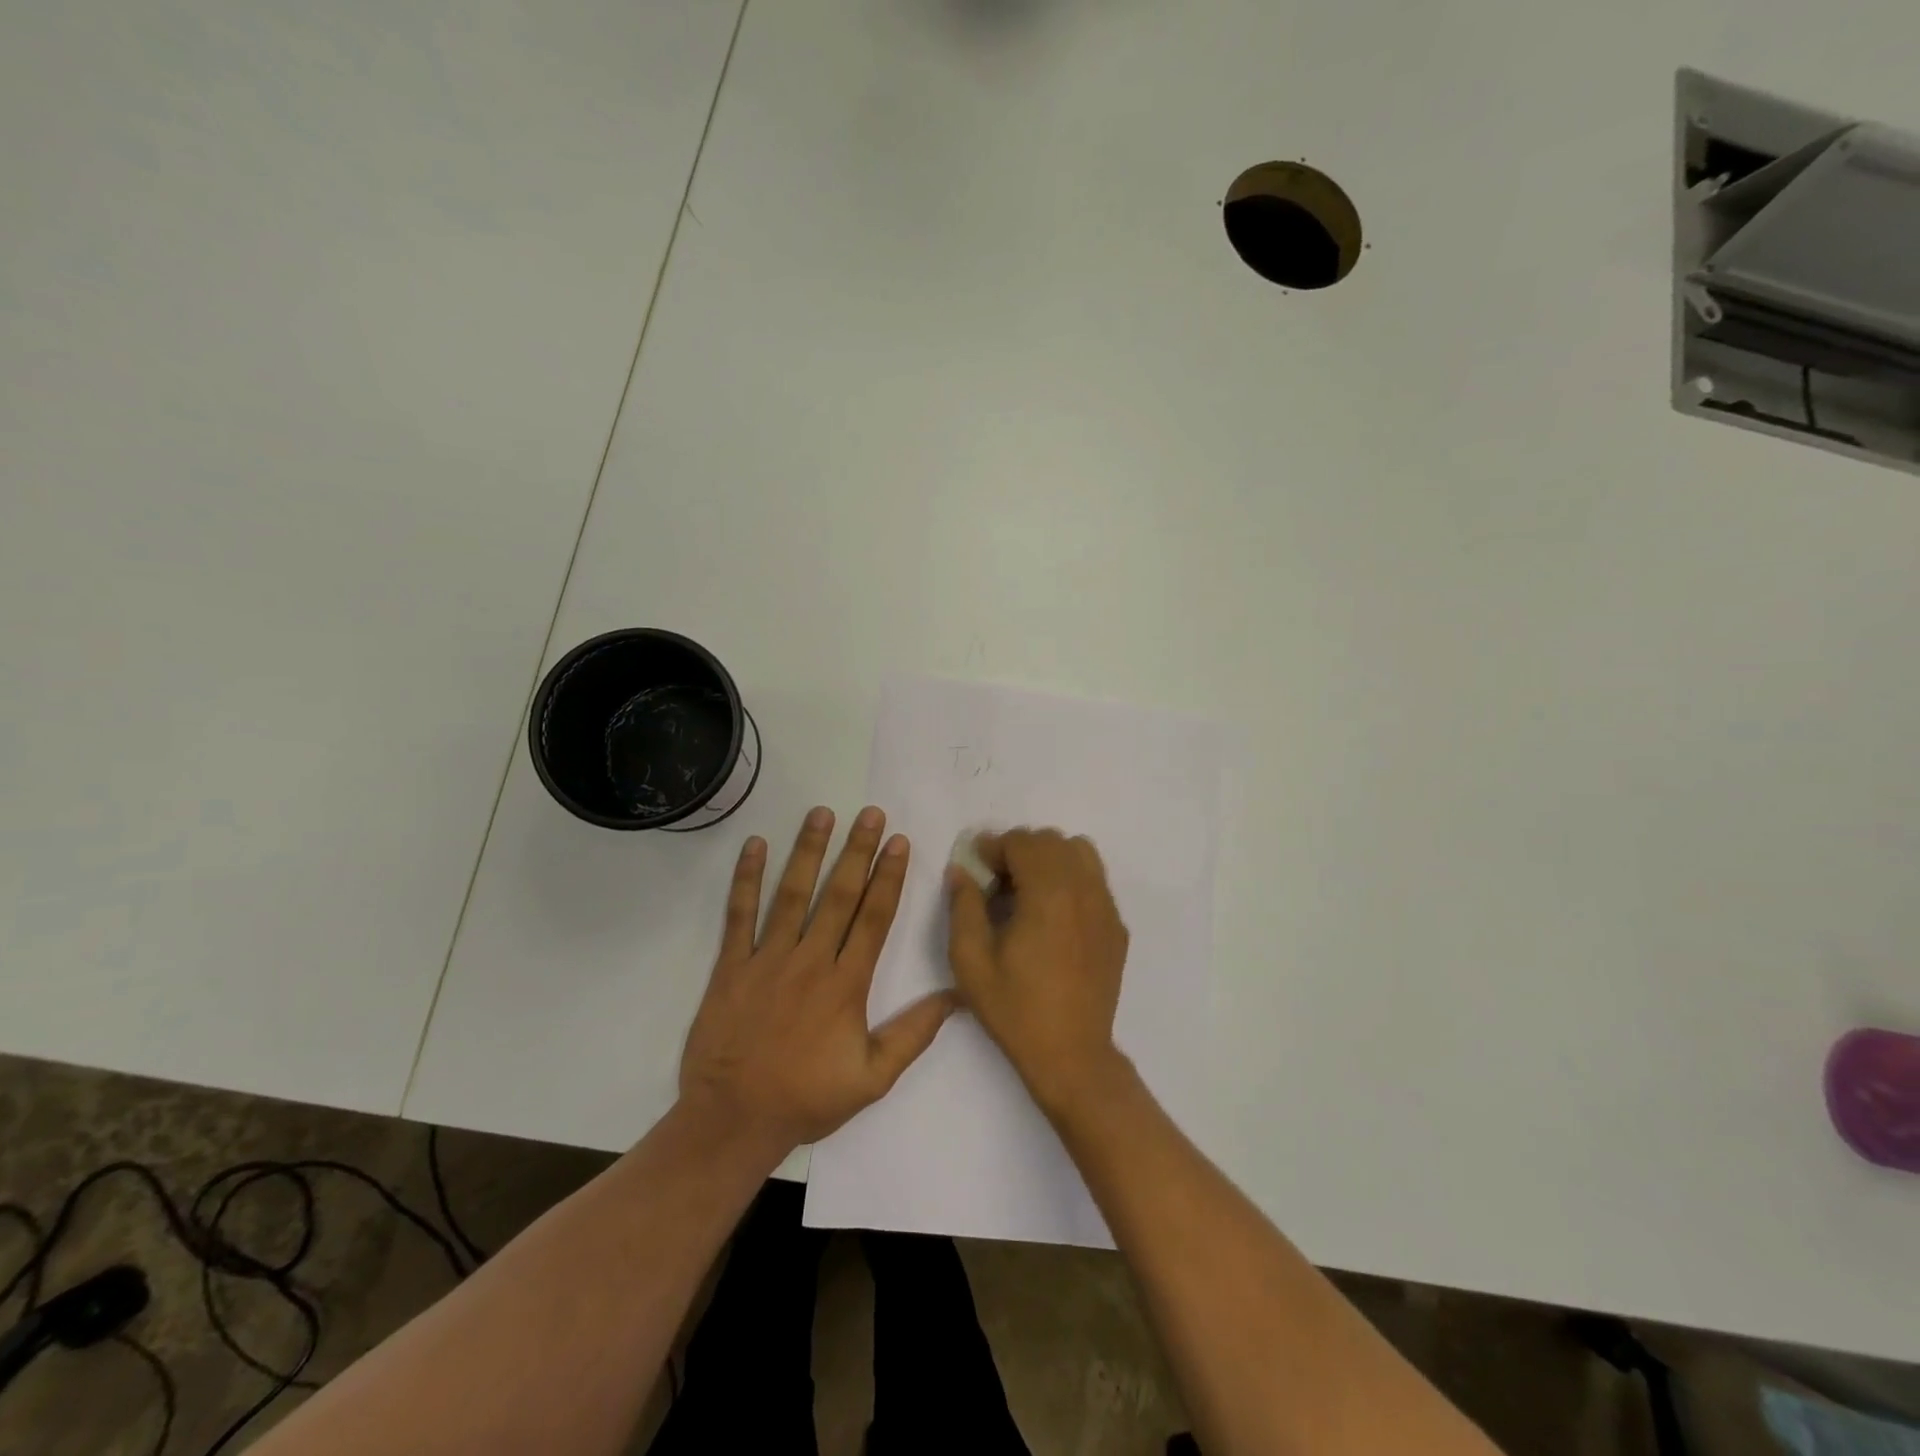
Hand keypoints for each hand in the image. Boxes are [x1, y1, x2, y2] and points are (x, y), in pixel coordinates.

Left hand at [679, 806, 956, 1154]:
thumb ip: (913, 1034)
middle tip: (871, 813)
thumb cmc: (806, 1098)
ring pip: (792, 894)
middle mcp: (810, 960)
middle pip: (839, 895)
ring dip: (809, 851)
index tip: (899, 842)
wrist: (733, 1120)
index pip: (873, 918)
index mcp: (846, 984)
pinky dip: (746, 879)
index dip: (888, 877)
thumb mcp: (872, 1078)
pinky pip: (739, 915)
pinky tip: (755, 845)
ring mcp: (767, 959)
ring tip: (822, 813)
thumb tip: (957, 997)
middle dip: (857, 850)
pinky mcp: (732, 966)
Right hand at [946, 828, 1129, 1115]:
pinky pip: (1095, 880)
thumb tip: (962, 870)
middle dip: (1020, 850)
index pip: (1022, 842)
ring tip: (1028, 890)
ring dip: (1049, 859)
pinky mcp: (1117, 926)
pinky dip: (1071, 879)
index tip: (976, 866)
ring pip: (1079, 852)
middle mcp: (1084, 890)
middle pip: (1052, 841)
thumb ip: (964, 905)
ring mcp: (1106, 907)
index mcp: (1048, 893)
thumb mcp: (971, 960)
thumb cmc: (1015, 1008)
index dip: (994, 847)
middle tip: (997, 880)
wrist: (1071, 1055)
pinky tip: (1053, 915)